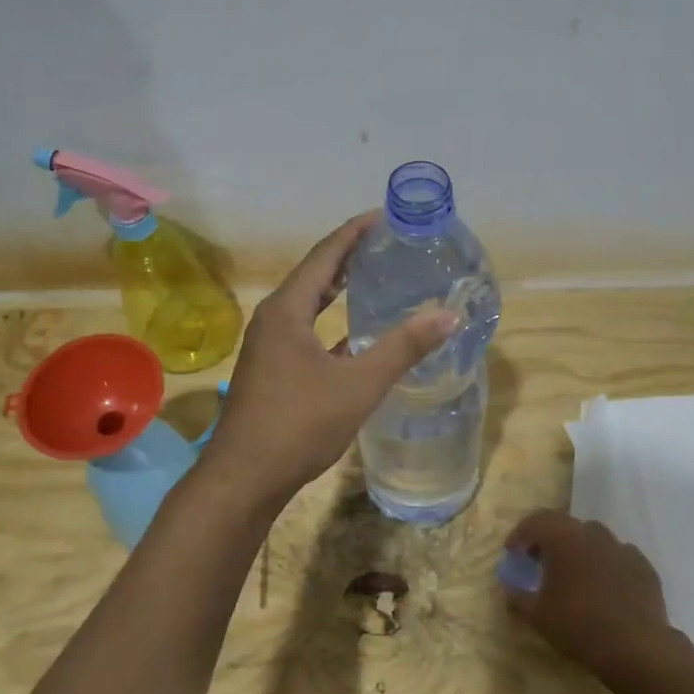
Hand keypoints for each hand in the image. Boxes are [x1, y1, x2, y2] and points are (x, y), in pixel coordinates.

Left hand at [208, 212, 458, 498]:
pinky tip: (356, 336)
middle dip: (348, 257)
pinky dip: (331, 325)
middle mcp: (273, 320)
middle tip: (385, 243)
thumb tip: (448, 315)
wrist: (245, 478)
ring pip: (308, 306)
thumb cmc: (299, 423)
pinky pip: (306, 333)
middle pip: (314, 275)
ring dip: (338, 290)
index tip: (384, 216)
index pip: (325, 256)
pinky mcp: (271, 371)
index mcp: (287, 310)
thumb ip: (403, 348)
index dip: (354, 233)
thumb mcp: (359, 384)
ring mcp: (268, 347)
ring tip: (373, 278)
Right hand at [500, 509, 691, 683]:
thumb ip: (518, 598)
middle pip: (564, 525)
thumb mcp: (538, 616)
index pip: (535, 521)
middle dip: (548, 539)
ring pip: (593, 538)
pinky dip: (604, 564)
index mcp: (564, 537)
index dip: (520, 535)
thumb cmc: (579, 626)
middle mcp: (593, 533)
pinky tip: (603, 587)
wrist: (637, 647)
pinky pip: (616, 556)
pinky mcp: (643, 565)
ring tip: (572, 574)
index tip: (512, 553)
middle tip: (539, 561)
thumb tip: (509, 590)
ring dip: (577, 549)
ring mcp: (622, 547)